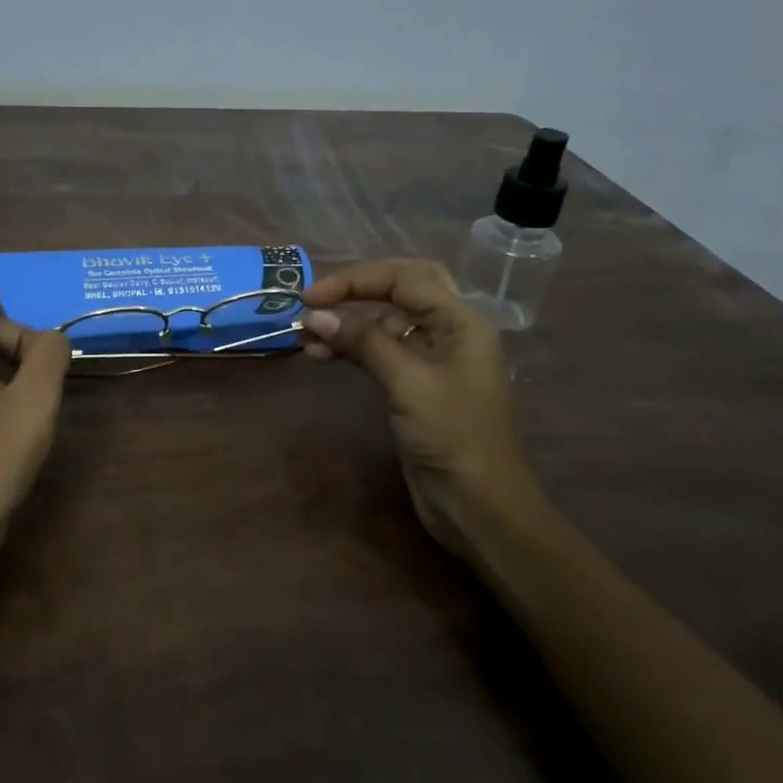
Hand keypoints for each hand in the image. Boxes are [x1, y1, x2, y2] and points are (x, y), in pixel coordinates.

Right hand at [301, 259, 536, 557]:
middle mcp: (450, 330)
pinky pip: (381, 350)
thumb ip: (364, 342)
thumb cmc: (452, 437)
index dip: (355, 280)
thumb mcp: (408, 383)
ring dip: (349, 323)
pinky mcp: (415, 384)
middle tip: (316, 300)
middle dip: (357, 289)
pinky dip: (353, 348)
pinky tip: (322, 356)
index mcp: (462, 321)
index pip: (405, 278)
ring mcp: (433, 358)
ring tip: (306, 336)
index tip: (310, 298)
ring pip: (387, 321)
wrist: (477, 504)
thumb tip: (314, 315)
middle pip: (402, 288)